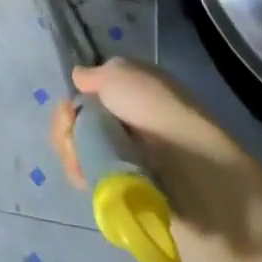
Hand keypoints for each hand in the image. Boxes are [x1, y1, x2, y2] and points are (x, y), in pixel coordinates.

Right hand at [56, 58, 261, 259]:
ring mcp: (126, 155)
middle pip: (78, 120)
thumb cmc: (157, 113)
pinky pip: (87, 174)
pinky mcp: (124, 187)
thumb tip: (80, 79)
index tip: (72, 107)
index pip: (89, 91)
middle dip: (67, 126)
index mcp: (134, 90)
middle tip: (72, 131)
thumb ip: (94, 74)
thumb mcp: (120, 74)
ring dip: (71, 150)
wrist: (193, 175)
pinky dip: (80, 172)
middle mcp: (130, 120)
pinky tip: (84, 176)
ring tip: (80, 161)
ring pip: (78, 147)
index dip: (75, 98)